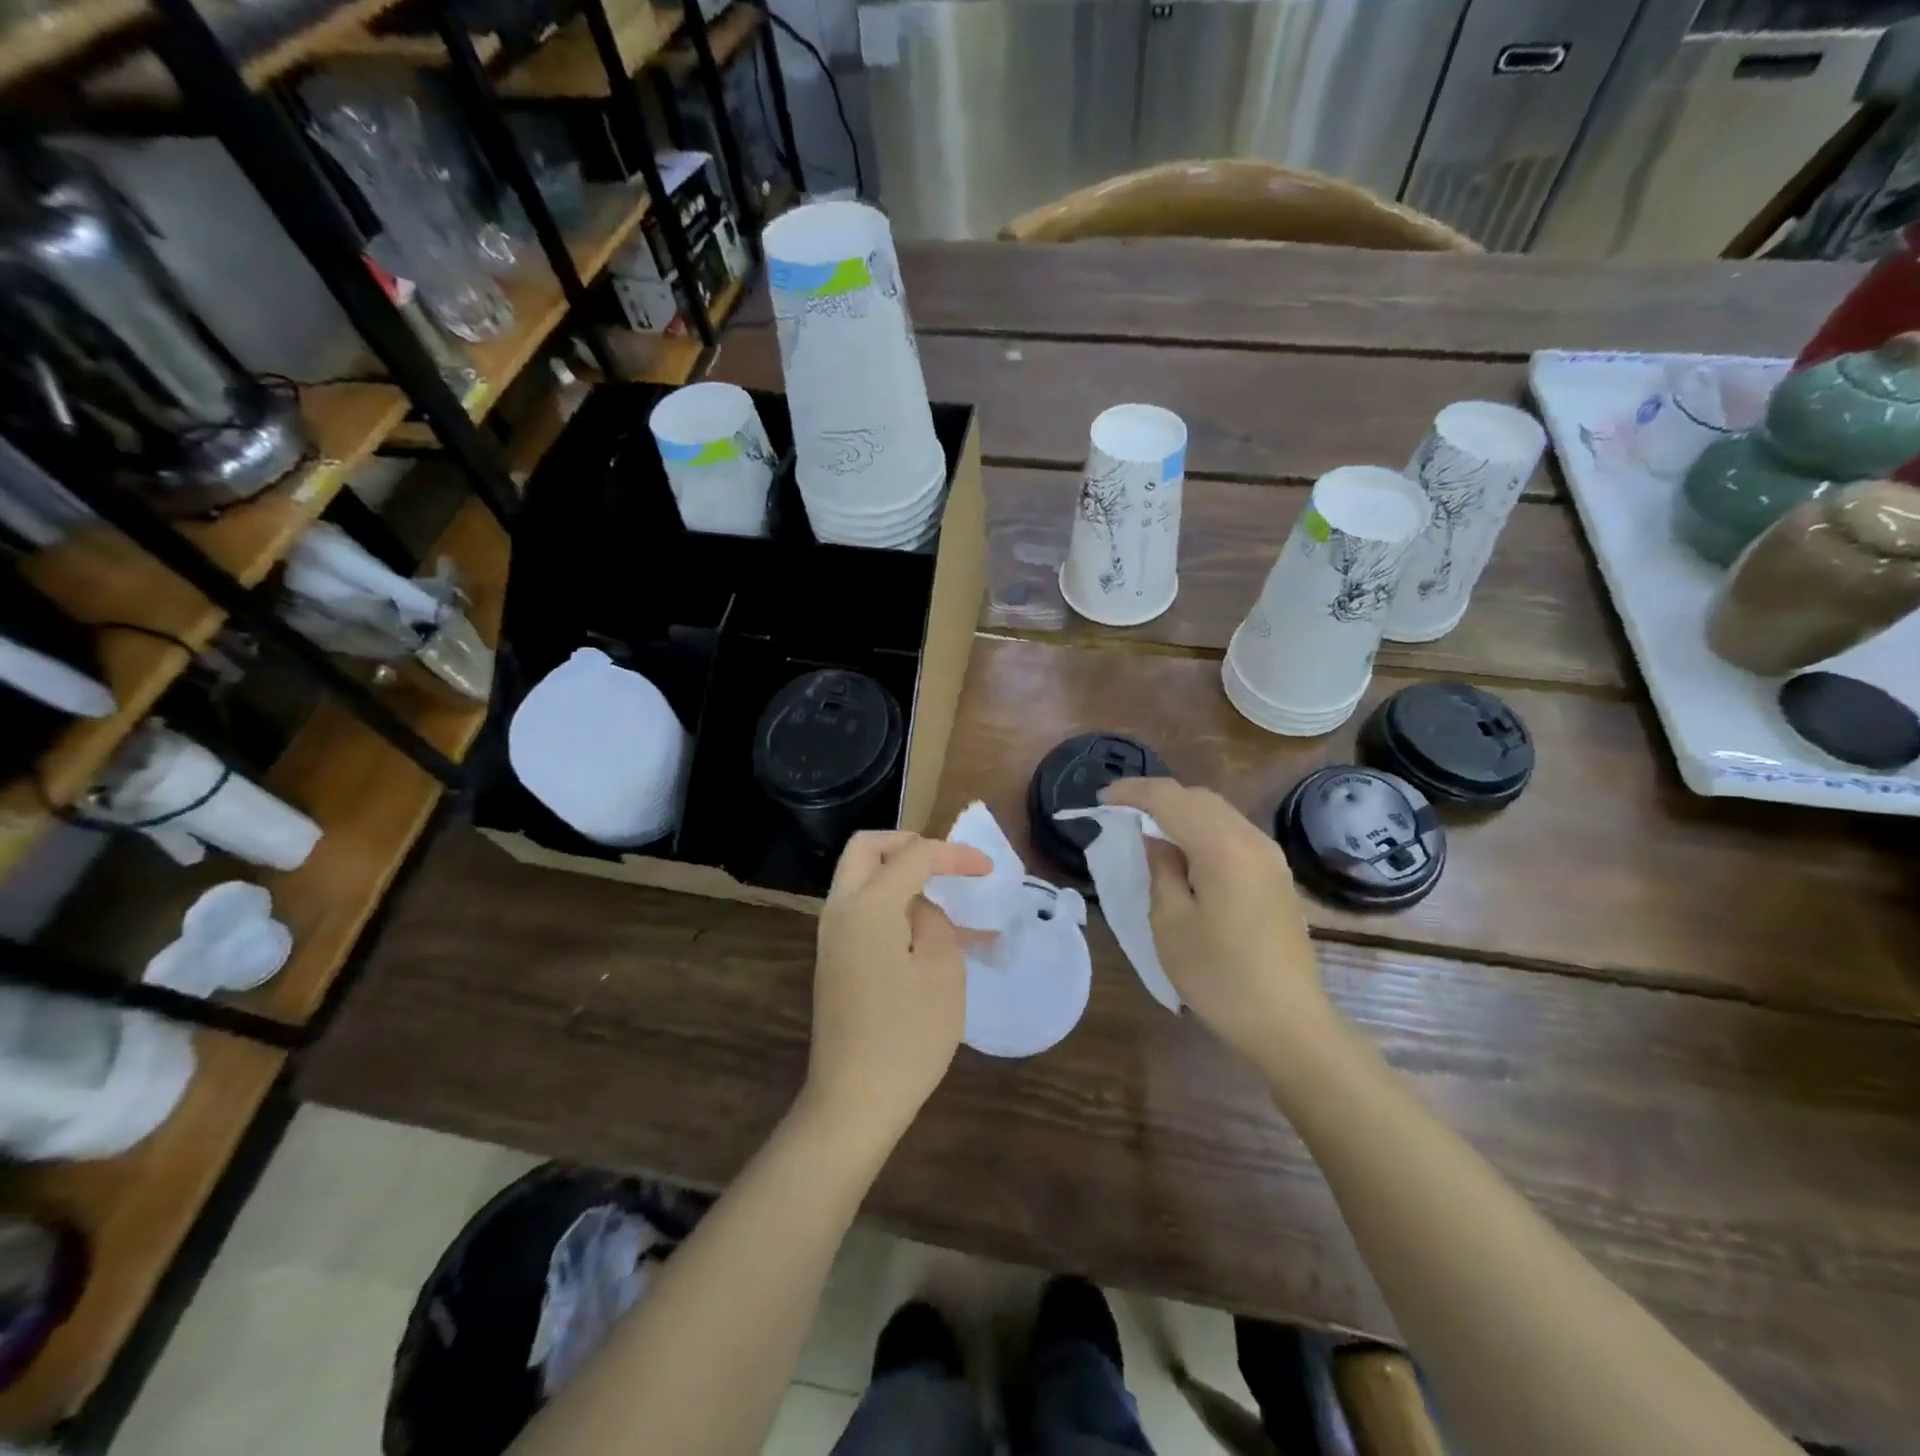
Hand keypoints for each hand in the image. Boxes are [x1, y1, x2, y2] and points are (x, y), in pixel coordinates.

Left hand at [805, 830, 991, 1145]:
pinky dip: (893, 907)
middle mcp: (840, 910)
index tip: (988, 869)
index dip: (954, 855)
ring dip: (901, 878)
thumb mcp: (942, 971)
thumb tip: (920, 909)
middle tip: (944, 863)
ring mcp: (832, 937)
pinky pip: (863, 912)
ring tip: (947, 903)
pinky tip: (930, 935)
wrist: (853, 1102)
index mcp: (867, 905)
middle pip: (867, 849)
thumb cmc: (907, 1036)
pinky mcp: (835, 961)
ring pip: (862, 880)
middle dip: (908, 845)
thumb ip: (935, 922)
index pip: (913, 856)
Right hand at [1099, 778, 1333, 1069]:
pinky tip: (1183, 851)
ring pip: (1218, 812)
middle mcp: (1251, 840)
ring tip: (1147, 827)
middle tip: (1121, 810)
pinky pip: (1232, 833)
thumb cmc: (1219, 976)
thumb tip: (1156, 839)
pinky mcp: (1275, 875)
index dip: (1133, 792)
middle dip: (1157, 797)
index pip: (1170, 799)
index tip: (1102, 798)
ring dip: (1181, 812)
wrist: (1287, 1023)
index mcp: (1223, 847)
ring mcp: (1269, 857)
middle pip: (1198, 798)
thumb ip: (1161, 870)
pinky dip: (1202, 829)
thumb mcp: (1171, 923)